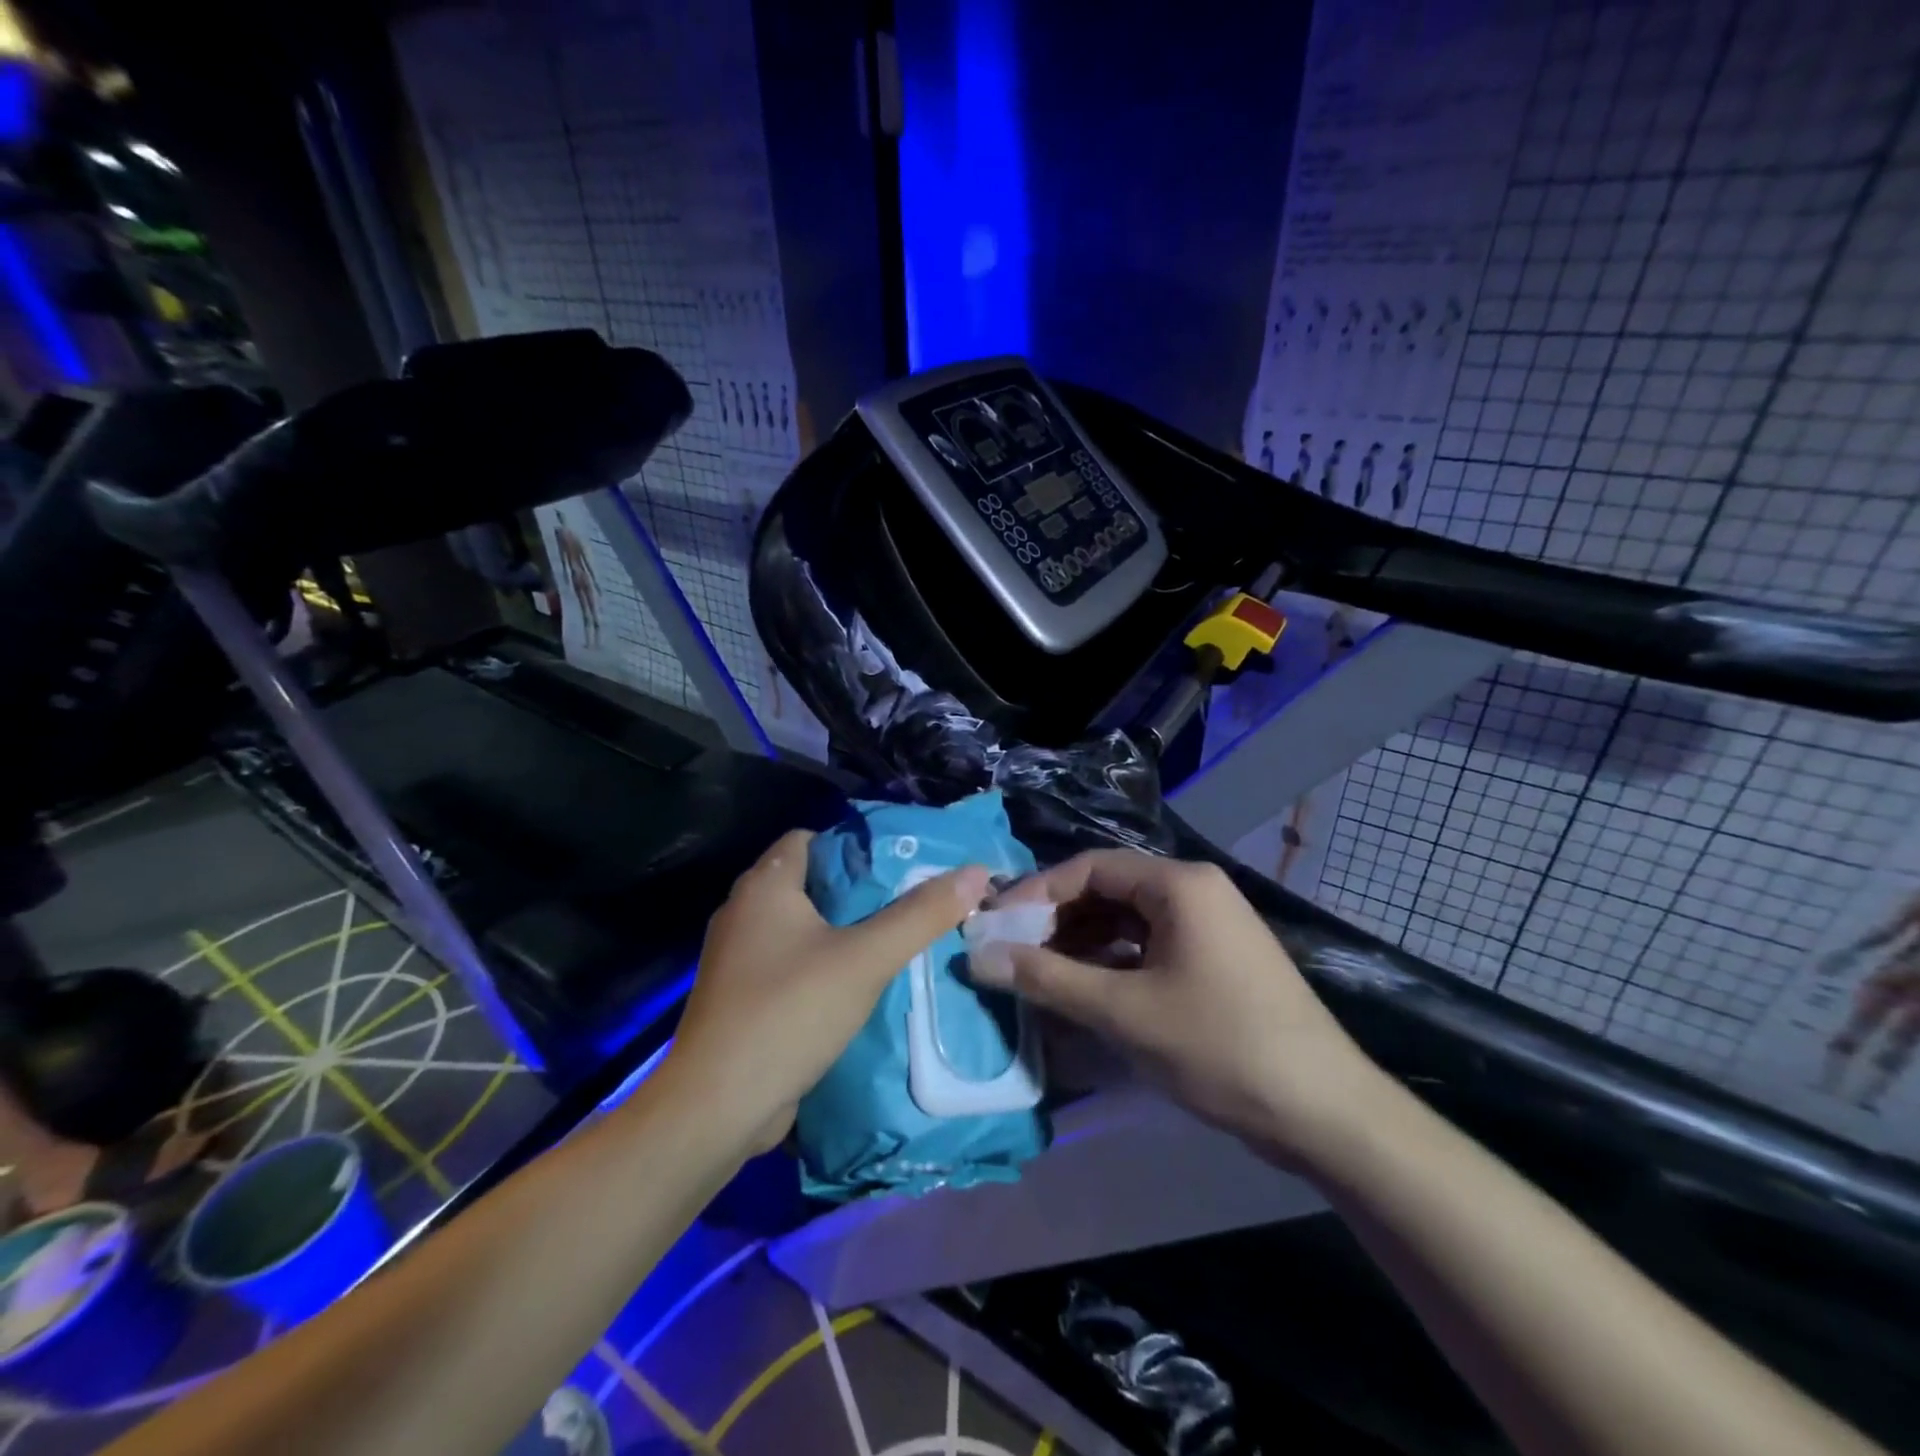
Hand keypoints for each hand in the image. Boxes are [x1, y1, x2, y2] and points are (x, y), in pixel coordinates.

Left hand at [662, 829, 990, 1150]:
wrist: (717, 1107)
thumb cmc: (789, 1012)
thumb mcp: (866, 959)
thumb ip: (921, 915)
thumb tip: (975, 873)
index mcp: (765, 886)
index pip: (811, 838)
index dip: (855, 846)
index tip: (900, 864)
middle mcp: (744, 913)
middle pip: (811, 882)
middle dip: (859, 891)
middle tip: (910, 902)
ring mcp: (739, 958)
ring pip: (802, 927)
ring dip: (844, 932)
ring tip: (895, 940)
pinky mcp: (743, 998)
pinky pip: (791, 964)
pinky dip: (823, 965)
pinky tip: (860, 984)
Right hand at [971, 850, 1387, 1164]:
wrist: (1324, 1113)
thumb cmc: (1220, 1046)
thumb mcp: (1124, 1012)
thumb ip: (1047, 979)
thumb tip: (980, 957)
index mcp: (1179, 885)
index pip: (1090, 868)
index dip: (1037, 894)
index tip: (996, 927)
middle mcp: (1195, 892)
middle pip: (1108, 892)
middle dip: (1057, 922)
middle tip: (1012, 955)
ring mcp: (1209, 927)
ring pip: (1127, 923)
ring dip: (1081, 947)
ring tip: (1039, 978)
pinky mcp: (1215, 961)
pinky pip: (1149, 948)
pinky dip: (1112, 966)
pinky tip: (1084, 994)